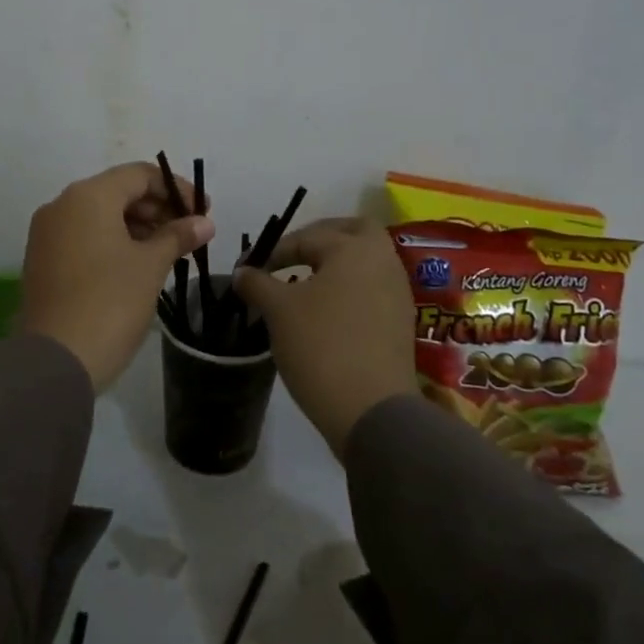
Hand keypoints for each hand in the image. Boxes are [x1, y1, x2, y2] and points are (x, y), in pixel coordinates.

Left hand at [20, 162, 215, 391]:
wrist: (55, 361)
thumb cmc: (110, 302)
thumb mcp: (151, 265)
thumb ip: (178, 236)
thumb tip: (204, 222)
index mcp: (88, 196)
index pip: (139, 175)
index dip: (176, 188)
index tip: (203, 211)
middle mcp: (62, 205)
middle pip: (118, 191)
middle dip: (157, 208)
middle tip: (189, 233)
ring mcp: (47, 233)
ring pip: (100, 215)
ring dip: (137, 226)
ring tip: (169, 251)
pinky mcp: (43, 260)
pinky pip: (84, 236)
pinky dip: (113, 241)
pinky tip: (138, 264)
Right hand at [234, 217, 417, 457]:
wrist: (372, 411)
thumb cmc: (321, 346)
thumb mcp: (278, 311)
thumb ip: (257, 283)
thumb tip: (242, 272)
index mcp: (354, 248)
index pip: (306, 237)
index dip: (273, 251)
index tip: (248, 270)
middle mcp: (383, 261)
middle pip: (353, 232)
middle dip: (321, 237)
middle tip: (293, 254)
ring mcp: (398, 292)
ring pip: (366, 261)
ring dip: (337, 264)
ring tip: (305, 284)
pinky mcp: (401, 322)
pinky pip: (373, 288)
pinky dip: (350, 288)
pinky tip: (326, 311)